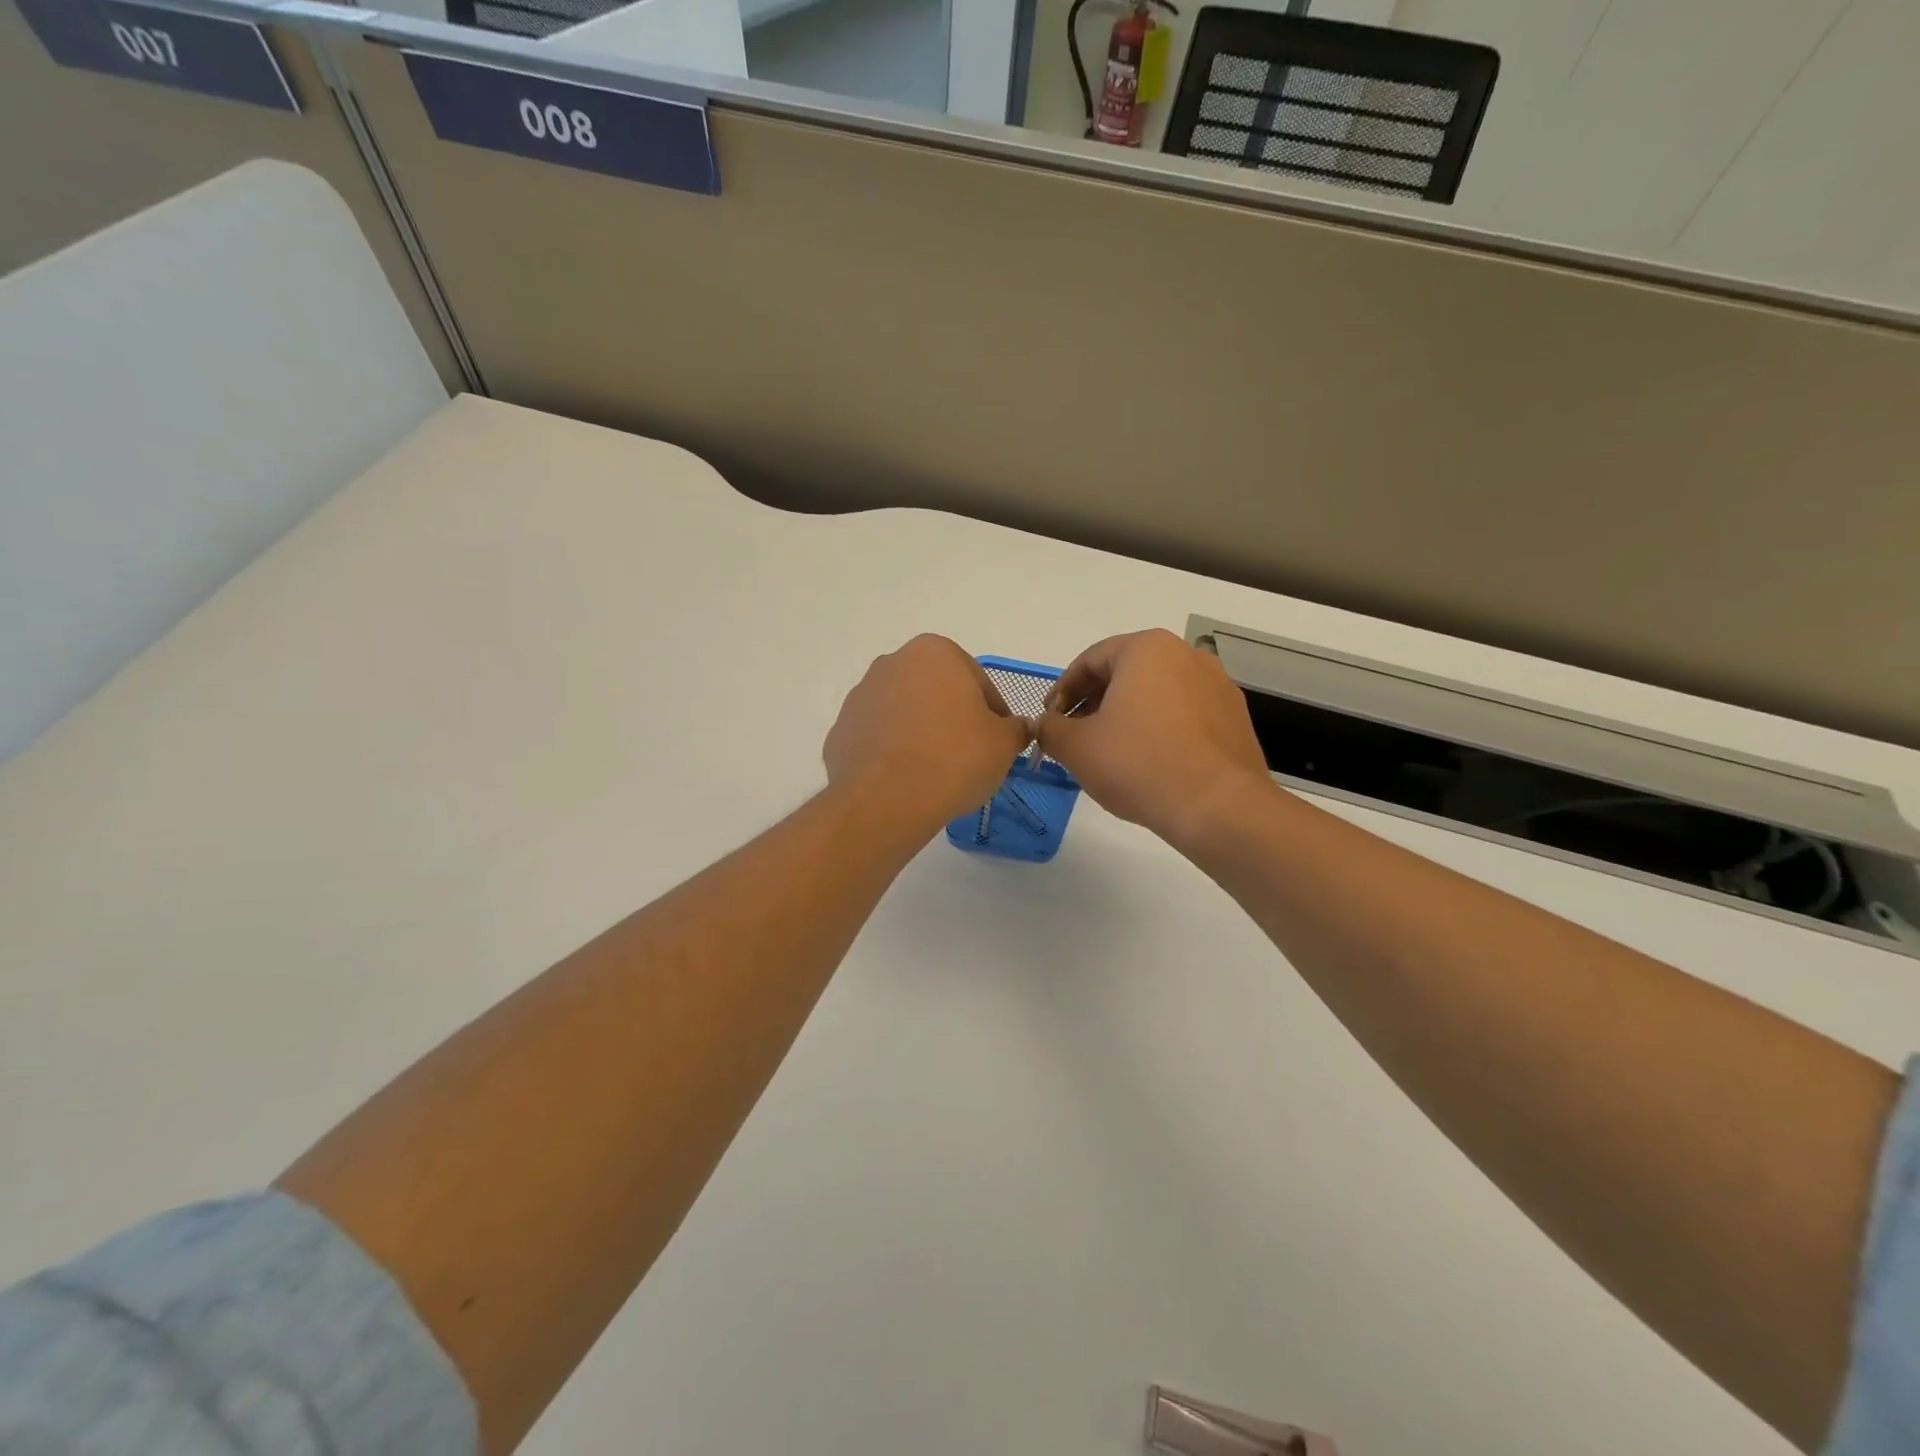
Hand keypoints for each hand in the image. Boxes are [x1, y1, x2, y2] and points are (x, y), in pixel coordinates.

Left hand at [824, 635, 1030, 829]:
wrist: (887, 799)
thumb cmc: (955, 758)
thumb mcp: (1004, 744)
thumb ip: (1015, 728)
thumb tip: (1016, 728)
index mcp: (934, 652)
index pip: (977, 681)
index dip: (994, 712)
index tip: (999, 740)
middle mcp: (892, 663)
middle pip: (936, 691)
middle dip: (952, 717)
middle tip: (969, 754)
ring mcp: (860, 696)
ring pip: (904, 712)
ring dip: (921, 732)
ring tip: (936, 771)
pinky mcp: (840, 731)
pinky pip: (878, 738)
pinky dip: (892, 752)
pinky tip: (906, 780)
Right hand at [1035, 629, 1270, 850]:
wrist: (1218, 807)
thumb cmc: (1139, 764)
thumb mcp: (1077, 747)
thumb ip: (1051, 729)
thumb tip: (1046, 725)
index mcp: (1146, 649)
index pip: (1090, 660)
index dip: (1062, 691)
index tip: (1049, 720)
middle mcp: (1186, 655)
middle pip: (1125, 673)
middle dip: (1094, 703)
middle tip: (1075, 737)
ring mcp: (1217, 685)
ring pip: (1156, 694)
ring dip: (1127, 716)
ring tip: (1110, 753)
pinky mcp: (1234, 717)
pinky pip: (1184, 715)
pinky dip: (1159, 729)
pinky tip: (1148, 762)